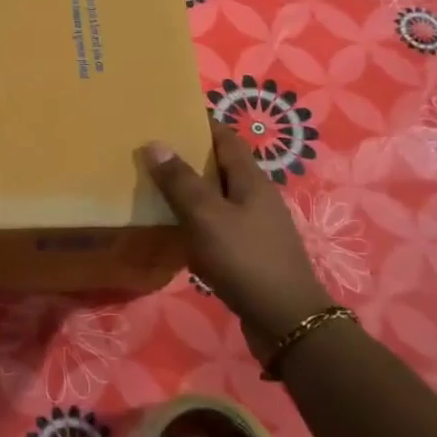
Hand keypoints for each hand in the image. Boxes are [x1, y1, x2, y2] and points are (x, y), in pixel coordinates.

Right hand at [143, 121, 332, 341]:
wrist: (286, 321)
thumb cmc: (245, 259)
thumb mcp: (206, 216)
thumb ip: (180, 181)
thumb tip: (155, 142)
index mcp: (251, 179)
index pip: (225, 137)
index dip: (200, 123)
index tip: (168, 115)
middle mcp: (256, 197)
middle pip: (220, 166)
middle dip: (189, 156)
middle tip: (150, 151)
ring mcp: (256, 226)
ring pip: (217, 197)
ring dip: (190, 190)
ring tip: (154, 186)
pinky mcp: (250, 252)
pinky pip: (217, 225)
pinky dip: (196, 220)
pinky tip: (174, 230)